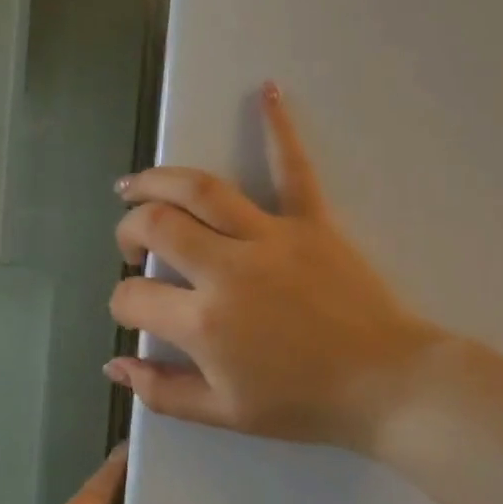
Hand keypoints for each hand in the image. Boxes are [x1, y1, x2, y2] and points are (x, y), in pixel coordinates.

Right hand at [106, 82, 446, 455]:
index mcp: (202, 321)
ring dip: (159, 180)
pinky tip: (266, 90)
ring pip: (201, 189)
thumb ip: (161, 391)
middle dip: (128, 231)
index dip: (122, 304)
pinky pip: (292, 167)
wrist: (387, 386)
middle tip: (130, 245)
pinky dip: (278, 127)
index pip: (134, 297)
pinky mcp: (312, 222)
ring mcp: (270, 237)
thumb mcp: (223, 413)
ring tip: (135, 185)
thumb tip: (115, 366)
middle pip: (156, 225)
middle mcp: (226, 268)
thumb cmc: (303, 404)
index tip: (133, 311)